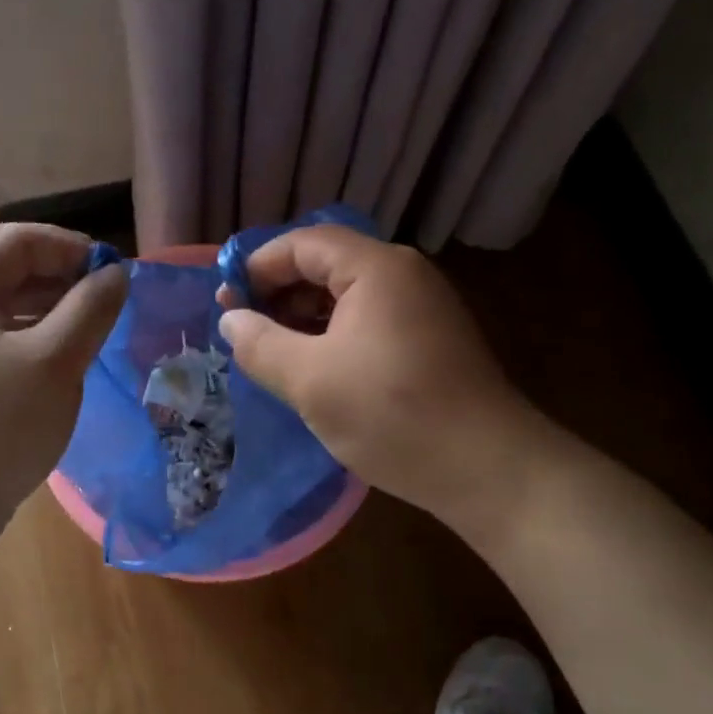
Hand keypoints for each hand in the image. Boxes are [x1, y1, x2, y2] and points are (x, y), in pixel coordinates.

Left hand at [0, 223, 125, 586]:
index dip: (68, 246)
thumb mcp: (55, 362)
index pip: (17, 239)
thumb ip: (90, 309)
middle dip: (51, 264)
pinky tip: (62, 350)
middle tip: (92, 283)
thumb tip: (116, 274)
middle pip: (0, 260)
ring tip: (87, 316)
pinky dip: (31, 327)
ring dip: (44, 296)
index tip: (111, 270)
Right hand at [217, 226, 531, 526]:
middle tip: (242, 331)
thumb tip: (230, 320)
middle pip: (326, 265)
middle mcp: (403, 275)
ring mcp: (421, 307)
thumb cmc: (392, 415)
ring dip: (303, 317)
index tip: (225, 304)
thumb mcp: (310, 380)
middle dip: (278, 293)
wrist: (487, 469)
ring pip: (346, 296)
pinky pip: (368, 321)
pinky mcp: (429, 339)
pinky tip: (312, 368)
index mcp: (376, 269)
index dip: (257, 267)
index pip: (303, 244)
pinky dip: (332, 335)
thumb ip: (260, 344)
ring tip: (270, 353)